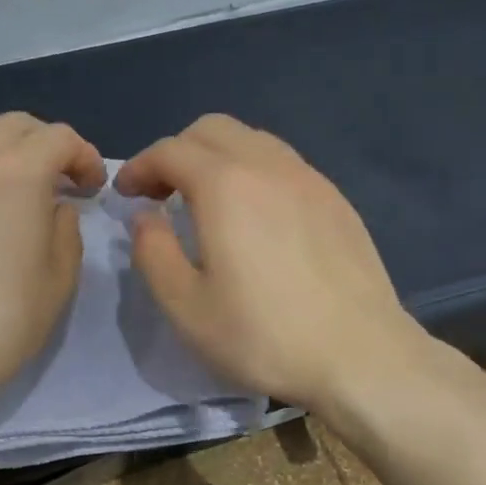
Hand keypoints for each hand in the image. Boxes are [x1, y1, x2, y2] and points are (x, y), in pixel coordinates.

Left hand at [0, 113, 104, 414]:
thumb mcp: (57, 283)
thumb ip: (65, 232)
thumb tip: (54, 207)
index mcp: (16, 175)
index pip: (58, 138)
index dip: (84, 156)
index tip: (91, 188)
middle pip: (12, 126)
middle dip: (43, 144)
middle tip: (56, 181)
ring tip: (5, 187)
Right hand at [116, 114, 428, 412]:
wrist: (360, 354)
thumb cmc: (264, 335)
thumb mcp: (186, 306)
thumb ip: (153, 252)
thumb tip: (146, 216)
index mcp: (225, 185)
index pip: (170, 150)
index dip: (139, 167)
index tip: (125, 194)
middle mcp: (268, 165)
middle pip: (212, 129)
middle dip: (177, 152)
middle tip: (162, 194)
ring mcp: (309, 178)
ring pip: (252, 140)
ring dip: (217, 157)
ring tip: (207, 200)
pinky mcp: (336, 199)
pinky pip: (283, 163)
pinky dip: (254, 171)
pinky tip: (256, 216)